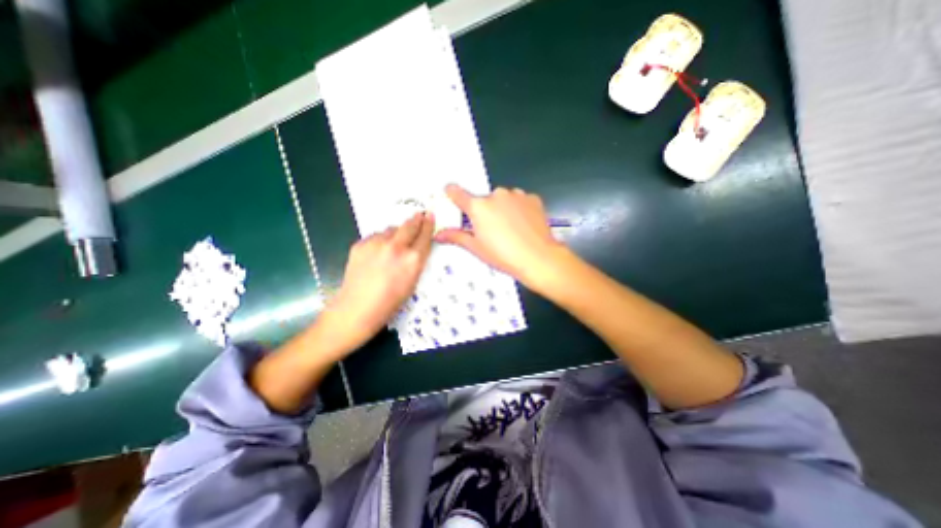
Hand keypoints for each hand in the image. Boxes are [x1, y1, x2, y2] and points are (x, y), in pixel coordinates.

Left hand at [322, 213, 435, 354]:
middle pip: (409, 225)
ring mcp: (376, 244)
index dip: (428, 224)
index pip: (425, 235)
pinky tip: (377, 253)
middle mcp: (396, 247)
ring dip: (395, 232)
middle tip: (419, 214)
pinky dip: (380, 240)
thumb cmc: (390, 303)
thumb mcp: (412, 283)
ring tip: (393, 243)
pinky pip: (375, 236)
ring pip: (391, 229)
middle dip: (416, 219)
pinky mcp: (361, 244)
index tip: (430, 216)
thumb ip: (415, 261)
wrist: (356, 309)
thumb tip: (415, 247)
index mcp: (413, 259)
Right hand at [433, 184, 564, 289]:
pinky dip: (519, 209)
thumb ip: (457, 237)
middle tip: (492, 231)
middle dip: (485, 211)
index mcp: (478, 207)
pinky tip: (524, 225)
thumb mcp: (477, 248)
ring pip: (503, 199)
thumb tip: (438, 234)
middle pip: (484, 200)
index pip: (458, 193)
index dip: (453, 193)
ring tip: (511, 230)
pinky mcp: (532, 198)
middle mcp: (496, 195)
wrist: (539, 258)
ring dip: (503, 209)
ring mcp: (516, 195)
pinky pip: (520, 200)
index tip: (451, 193)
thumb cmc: (503, 255)